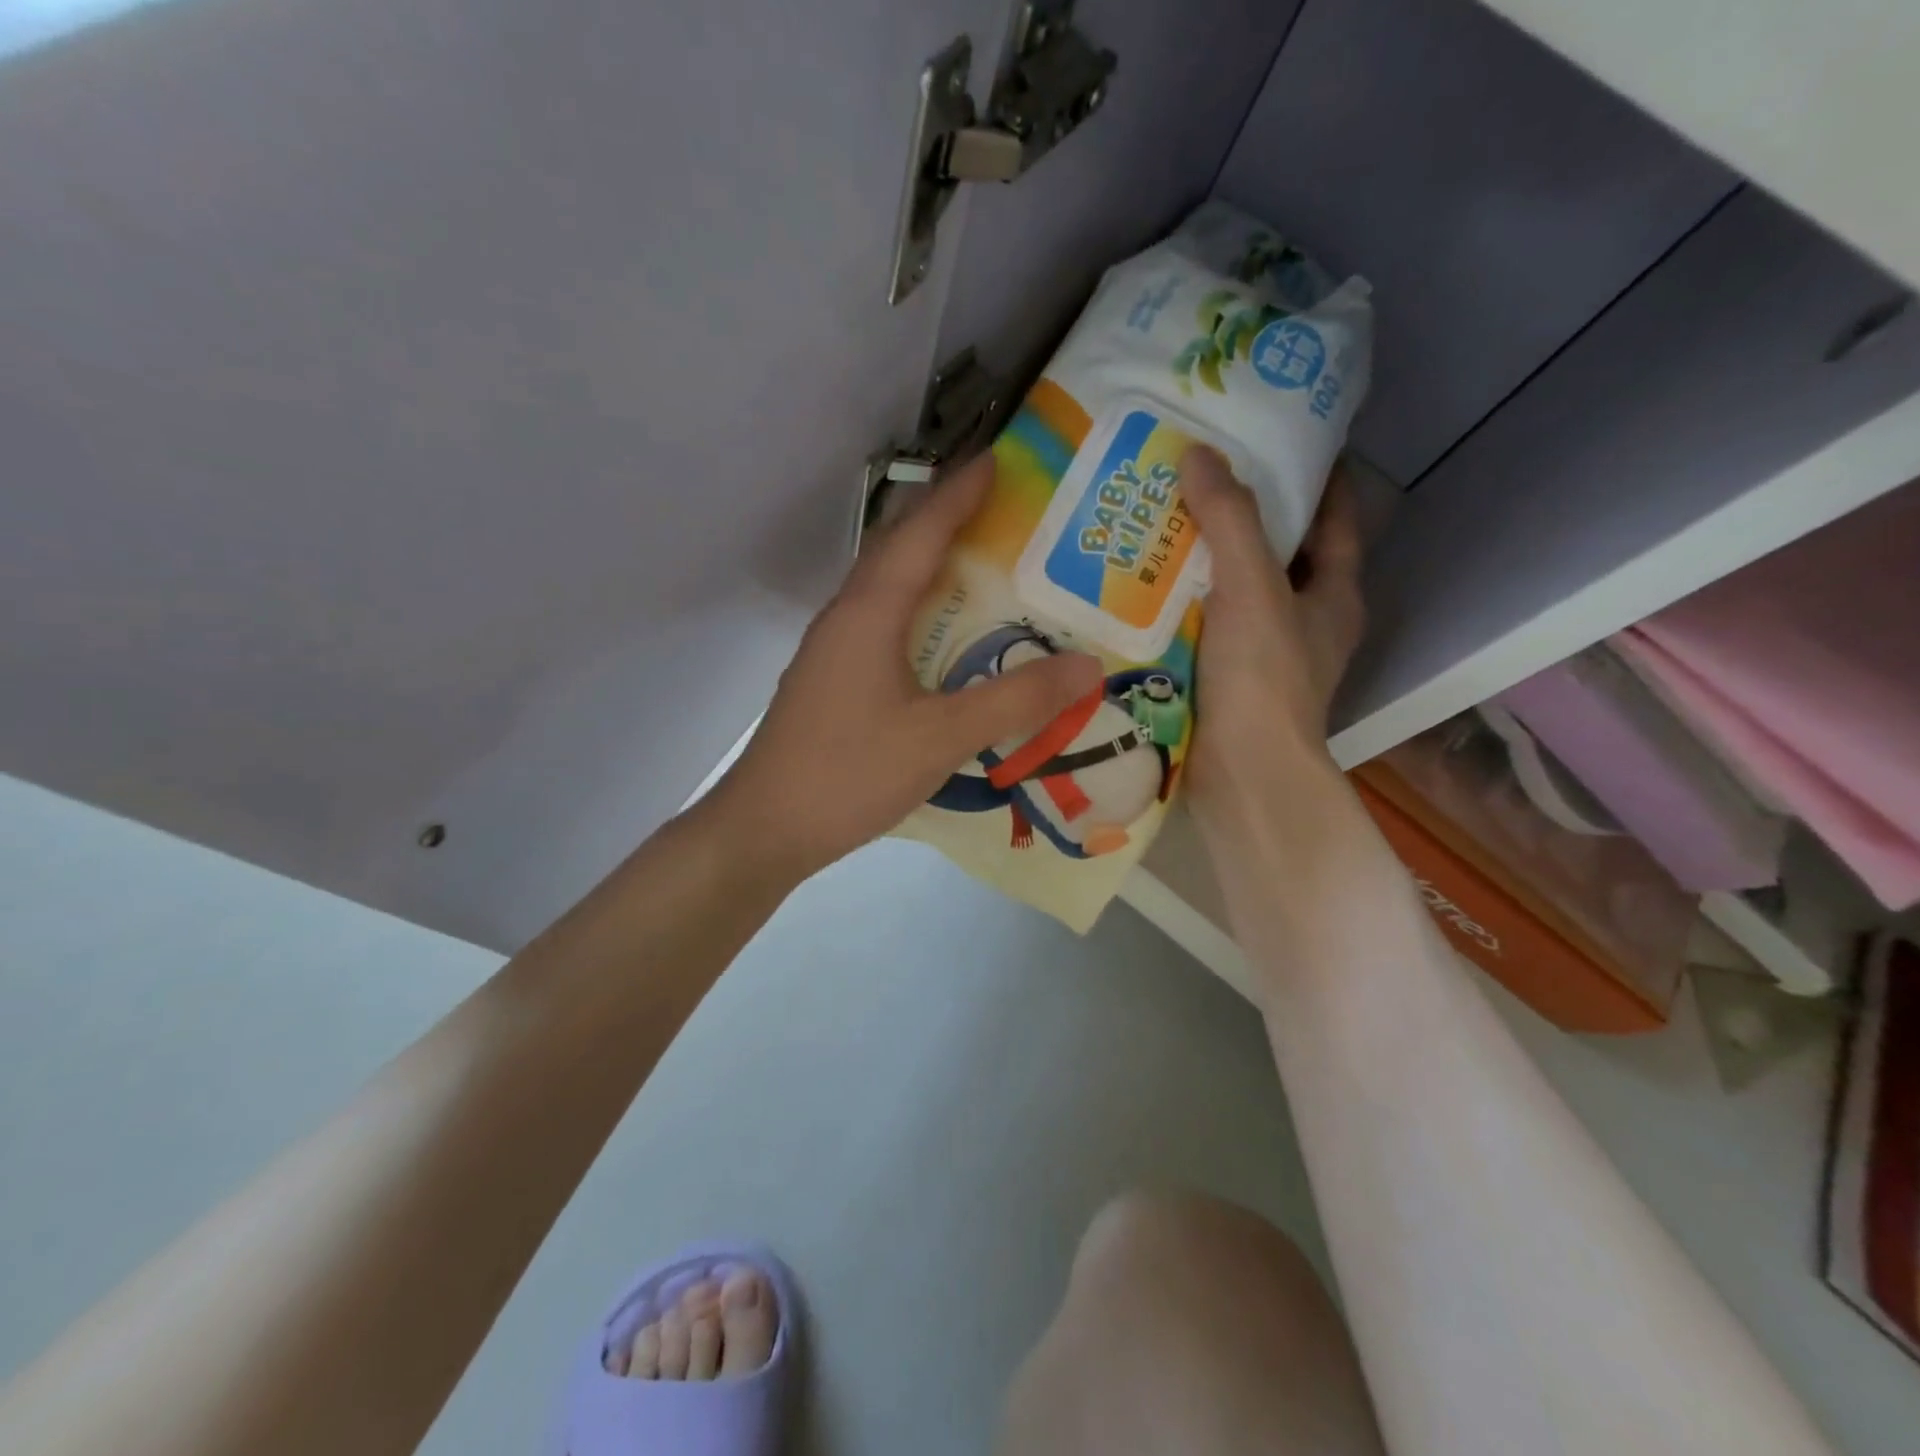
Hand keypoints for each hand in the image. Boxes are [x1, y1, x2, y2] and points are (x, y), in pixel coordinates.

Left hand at [705, 453, 1102, 880]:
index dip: (960, 493)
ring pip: (886, 587)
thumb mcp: (942, 738)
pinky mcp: (831, 679)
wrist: (767, 827)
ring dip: (928, 564)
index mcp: (870, 612)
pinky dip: (916, 608)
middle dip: (945, 518)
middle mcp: (847, 616)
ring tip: (980, 563)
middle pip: (897, 548)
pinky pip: (880, 622)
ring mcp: (833, 649)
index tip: (1000, 459)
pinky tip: (941, 635)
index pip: (920, 532)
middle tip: (1001, 508)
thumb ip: (1015, 701)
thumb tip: (1089, 667)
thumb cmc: (850, 772)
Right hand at [1179, 447, 1366, 828]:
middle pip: (1279, 553)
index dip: (1317, 477)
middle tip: (1199, 475)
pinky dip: (1180, 604)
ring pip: (1235, 591)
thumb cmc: (1262, 678)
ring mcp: (1263, 656)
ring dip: (1204, 561)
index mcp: (1333, 595)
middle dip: (1246, 515)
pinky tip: (1141, 585)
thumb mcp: (1253, 588)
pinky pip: (1202, 626)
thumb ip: (1229, 520)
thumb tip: (1199, 453)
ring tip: (1160, 520)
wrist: (1240, 775)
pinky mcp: (1224, 681)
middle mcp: (1304, 622)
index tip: (1282, 438)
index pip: (1336, 518)